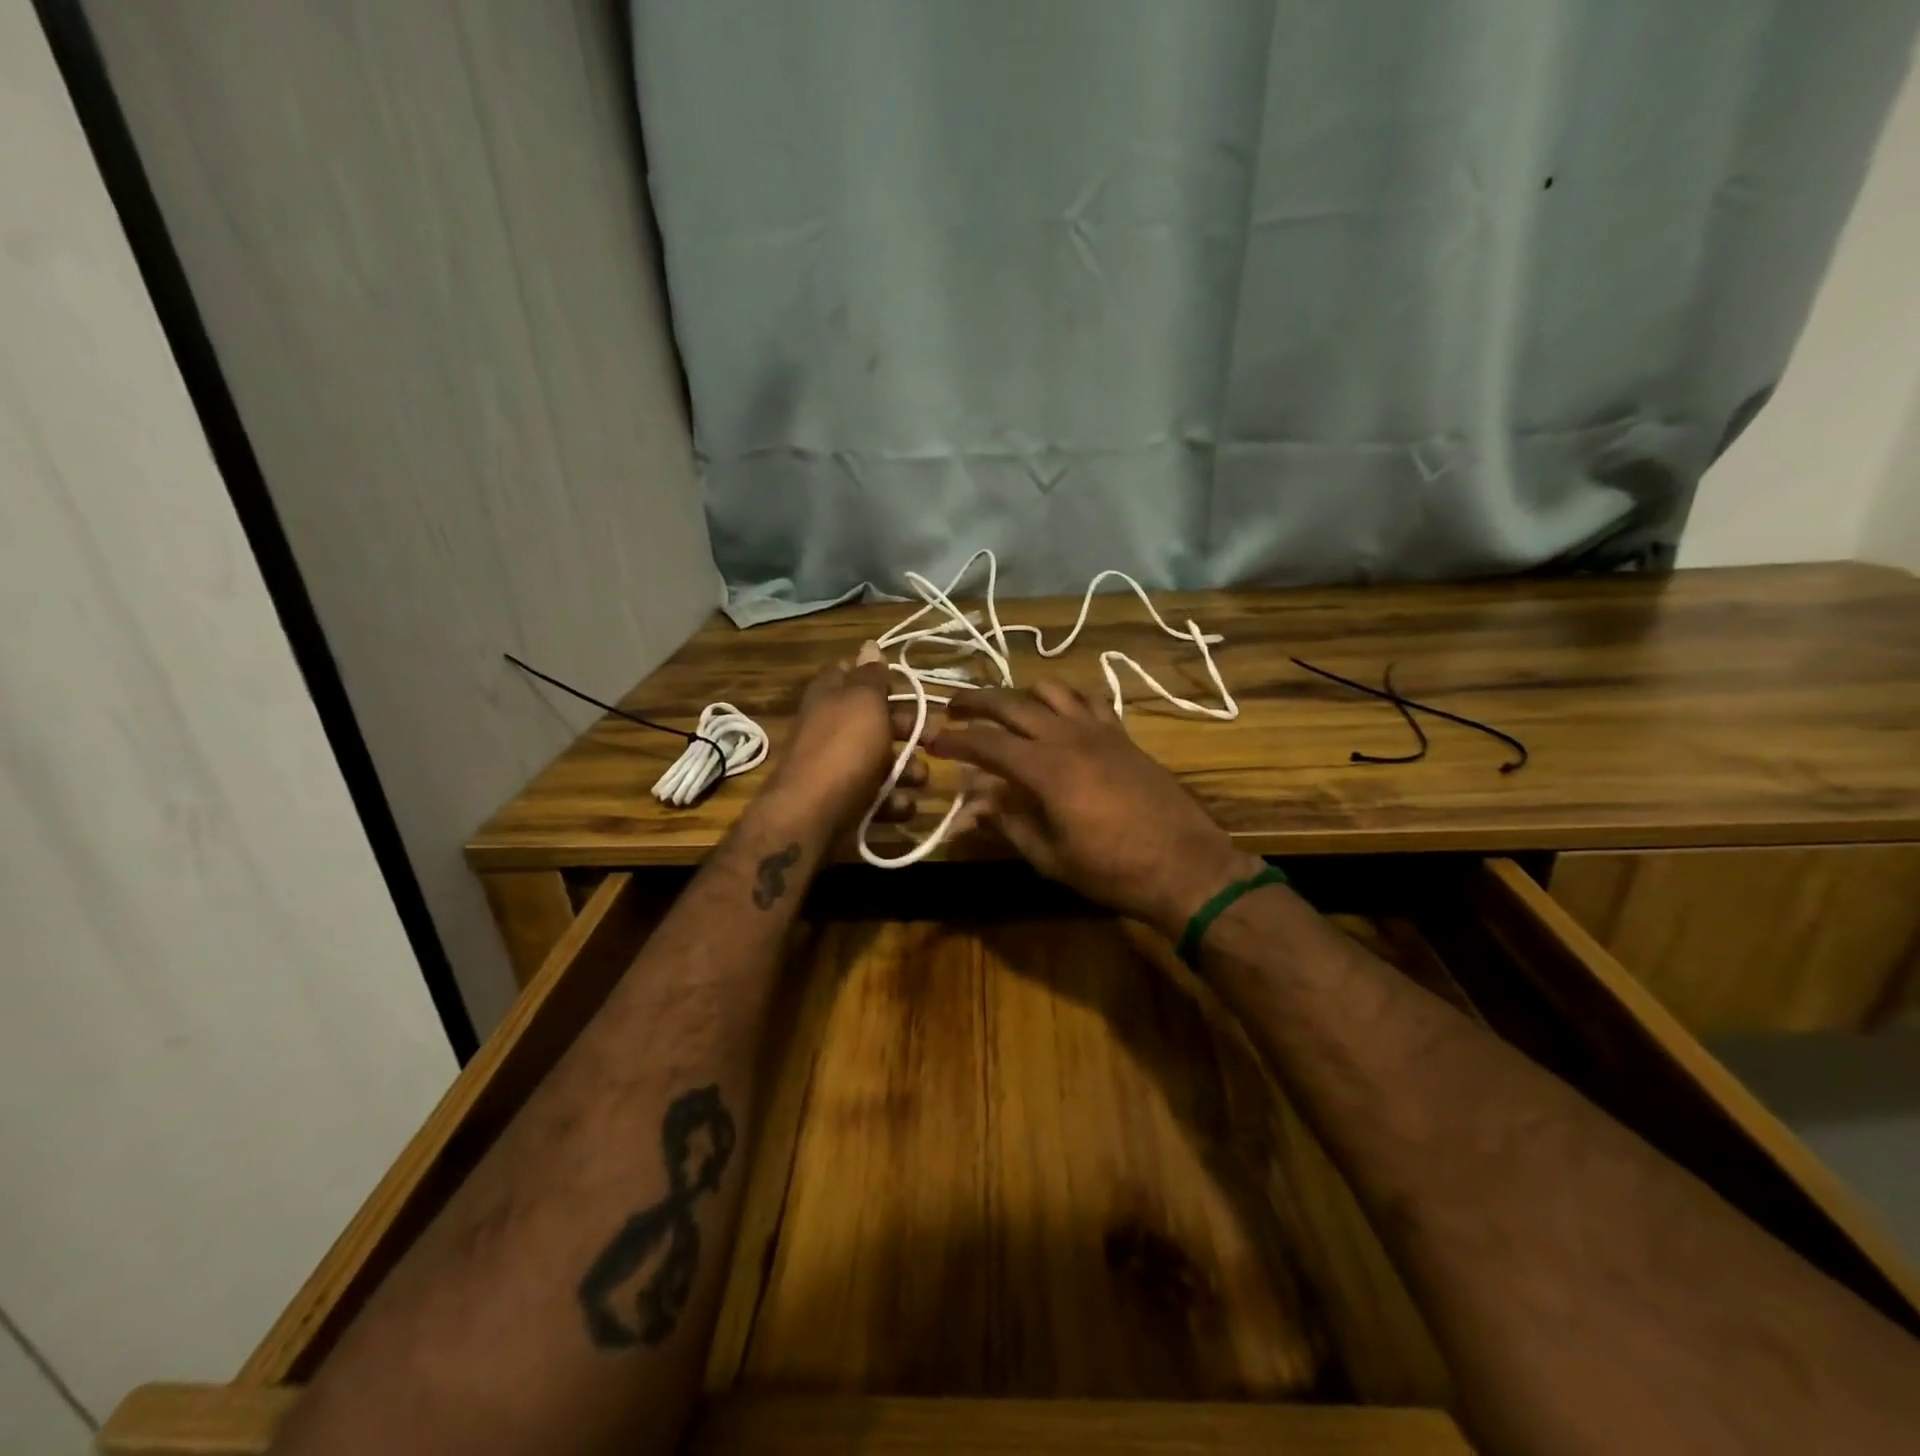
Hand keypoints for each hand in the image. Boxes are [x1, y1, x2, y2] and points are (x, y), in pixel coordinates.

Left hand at [761, 644, 926, 830]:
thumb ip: (871, 675)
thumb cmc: (844, 748)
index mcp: (830, 695)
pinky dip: (893, 802)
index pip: (851, 672)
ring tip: (919, 779)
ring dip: (907, 770)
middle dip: (908, 729)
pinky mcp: (845, 802)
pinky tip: (902, 806)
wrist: (812, 816)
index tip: (905, 685)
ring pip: (882, 761)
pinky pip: (877, 797)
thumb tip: (869, 645)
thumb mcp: (863, 701)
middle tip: (934, 736)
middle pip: (876, 720)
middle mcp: (831, 727)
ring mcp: (837, 767)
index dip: (878, 676)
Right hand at [928, 681, 1262, 935]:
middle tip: (952, 707)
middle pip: (1011, 703)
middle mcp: (1067, 736)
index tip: (932, 740)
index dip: (955, 739)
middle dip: (976, 701)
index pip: (986, 743)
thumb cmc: (1111, 870)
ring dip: (1020, 693)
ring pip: (1051, 690)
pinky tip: (1059, 713)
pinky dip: (1065, 699)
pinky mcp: (1122, 734)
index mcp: (1045, 768)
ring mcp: (1099, 730)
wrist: (1185, 865)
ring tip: (1003, 708)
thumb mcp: (1049, 856)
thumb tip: (970, 806)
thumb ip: (1007, 823)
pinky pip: (1088, 701)